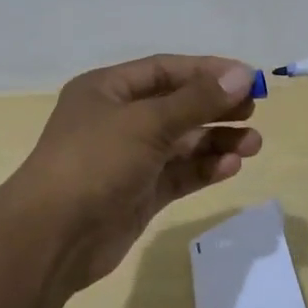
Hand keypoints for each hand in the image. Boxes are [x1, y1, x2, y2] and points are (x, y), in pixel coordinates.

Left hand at [0, 56, 262, 289]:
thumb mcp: (147, 123)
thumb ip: (197, 100)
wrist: (53, 237)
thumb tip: (242, 74)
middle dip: (216, 107)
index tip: (248, 77)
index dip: (207, 71)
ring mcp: (128, 159)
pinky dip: (204, 168)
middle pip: (176, 105)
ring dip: (216, 140)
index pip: (165, 70)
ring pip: (181, 142)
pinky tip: (231, 167)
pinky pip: (178, 174)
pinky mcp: (138, 193)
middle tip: (254, 110)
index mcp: (107, 90)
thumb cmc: (95, 162)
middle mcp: (117, 119)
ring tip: (254, 144)